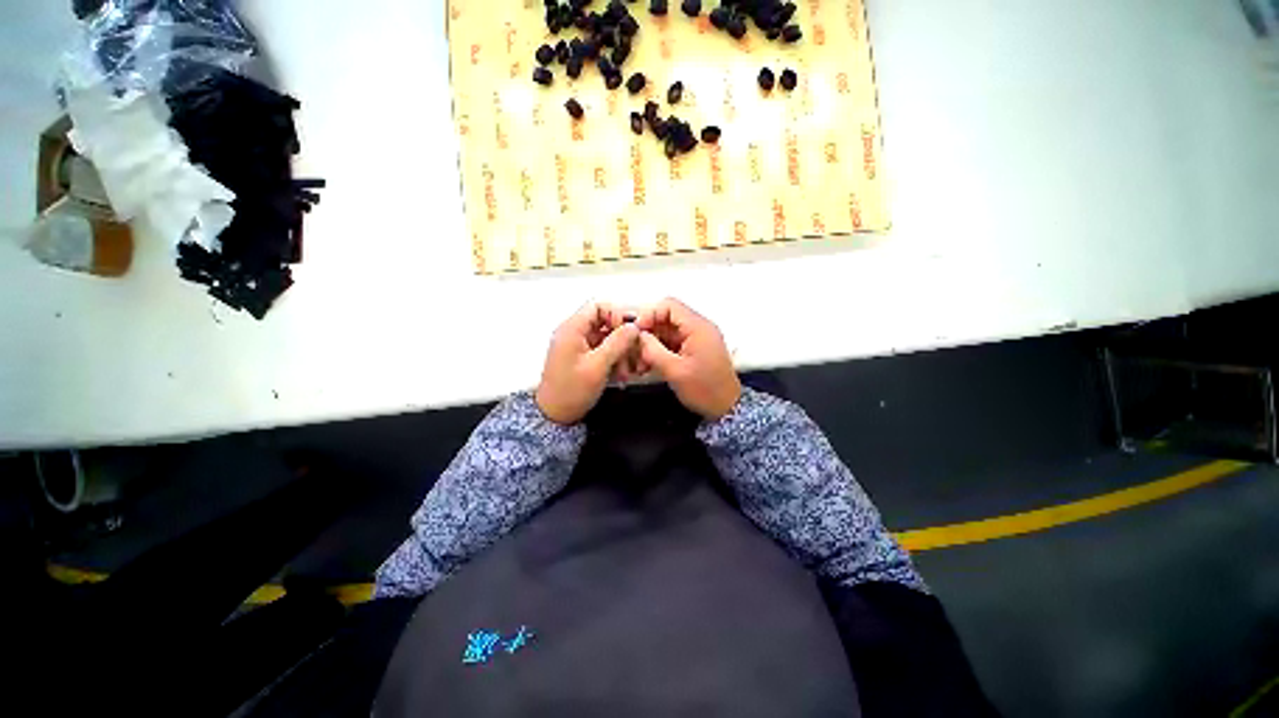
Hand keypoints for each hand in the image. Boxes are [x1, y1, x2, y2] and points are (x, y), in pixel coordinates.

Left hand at [536, 303, 640, 424]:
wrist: (555, 415)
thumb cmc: (571, 390)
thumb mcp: (598, 365)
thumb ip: (617, 343)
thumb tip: (633, 326)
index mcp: (572, 329)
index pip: (598, 306)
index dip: (616, 315)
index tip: (628, 332)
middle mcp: (574, 333)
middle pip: (605, 322)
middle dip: (622, 338)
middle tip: (633, 354)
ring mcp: (578, 346)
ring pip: (606, 338)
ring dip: (620, 351)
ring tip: (627, 370)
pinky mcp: (582, 358)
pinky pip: (602, 350)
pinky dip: (614, 359)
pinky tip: (621, 374)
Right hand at [636, 298, 740, 418]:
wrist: (726, 408)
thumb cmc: (704, 389)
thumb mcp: (675, 371)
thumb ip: (653, 350)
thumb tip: (638, 336)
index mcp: (698, 327)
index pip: (669, 306)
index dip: (649, 314)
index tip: (636, 331)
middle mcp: (699, 328)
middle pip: (667, 318)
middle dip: (648, 332)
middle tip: (635, 350)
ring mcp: (697, 339)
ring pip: (667, 332)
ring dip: (652, 344)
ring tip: (640, 363)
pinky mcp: (694, 350)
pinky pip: (672, 343)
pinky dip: (660, 351)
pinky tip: (649, 365)